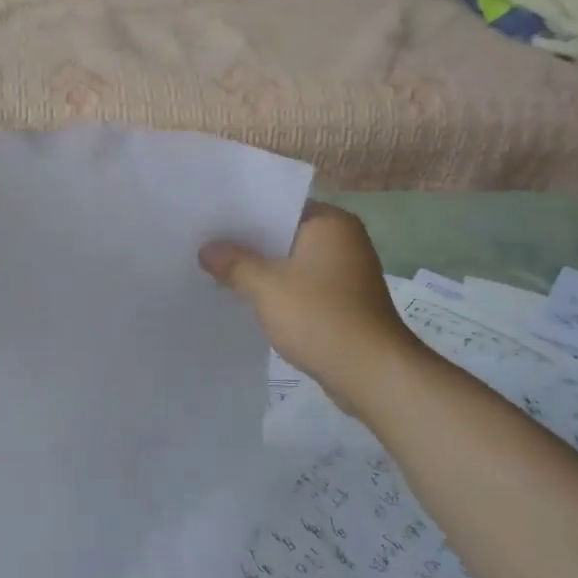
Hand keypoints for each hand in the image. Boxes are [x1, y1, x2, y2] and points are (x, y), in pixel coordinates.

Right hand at [200, 203, 430, 398]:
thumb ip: (234, 263)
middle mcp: (342, 239)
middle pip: (284, 232)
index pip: (279, 204)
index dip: (243, 212)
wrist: (372, 373)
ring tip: (218, 270)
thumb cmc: (320, 317)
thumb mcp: (266, 287)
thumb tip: (206, 249)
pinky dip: (277, 289)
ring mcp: (345, 271)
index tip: (210, 218)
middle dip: (248, 242)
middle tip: (205, 244)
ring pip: (291, 261)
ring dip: (261, 268)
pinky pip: (301, 284)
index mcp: (330, 223)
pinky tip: (247, 298)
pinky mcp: (343, 300)